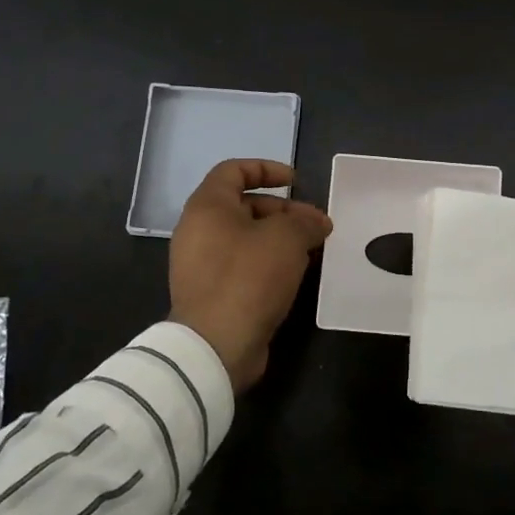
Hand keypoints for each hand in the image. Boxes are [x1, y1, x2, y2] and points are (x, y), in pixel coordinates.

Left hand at [168, 159, 332, 391]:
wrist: (215, 345)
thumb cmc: (248, 277)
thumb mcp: (286, 238)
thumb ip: (305, 222)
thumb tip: (317, 222)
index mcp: (207, 207)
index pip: (234, 170)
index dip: (266, 169)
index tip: (296, 182)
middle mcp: (198, 230)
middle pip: (243, 206)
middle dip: (283, 210)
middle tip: (315, 225)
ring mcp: (201, 264)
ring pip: (245, 238)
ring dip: (279, 239)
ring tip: (312, 250)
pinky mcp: (211, 293)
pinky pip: (242, 265)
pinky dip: (268, 262)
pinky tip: (295, 275)